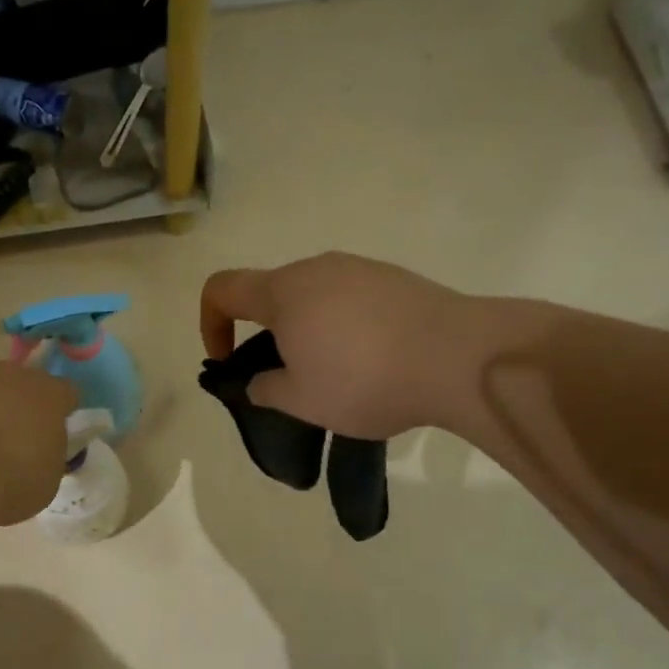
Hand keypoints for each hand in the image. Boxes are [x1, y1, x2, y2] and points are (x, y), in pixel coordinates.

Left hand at [0, 331, 77, 525]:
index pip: (66, 394)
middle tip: (12, 433)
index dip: (61, 411)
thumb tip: (43, 447)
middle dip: (22, 401)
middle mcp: (17, 374)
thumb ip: (49, 454)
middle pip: (25, 381)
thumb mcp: (48, 478)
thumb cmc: (11, 480)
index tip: (53, 430)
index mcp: (52, 396)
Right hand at [200, 253, 467, 440]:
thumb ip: (266, 389)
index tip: (227, 361)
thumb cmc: (364, 380)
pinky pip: (351, 299)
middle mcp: (317, 268)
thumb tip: (260, 381)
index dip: (210, 324)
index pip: (221, 290)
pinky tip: (374, 361)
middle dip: (267, 335)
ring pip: (314, 296)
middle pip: (271, 293)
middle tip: (289, 379)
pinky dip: (344, 326)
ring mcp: (360, 269)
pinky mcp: (395, 279)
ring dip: (308, 331)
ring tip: (337, 375)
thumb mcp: (302, 401)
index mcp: (283, 292)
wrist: (459, 357)